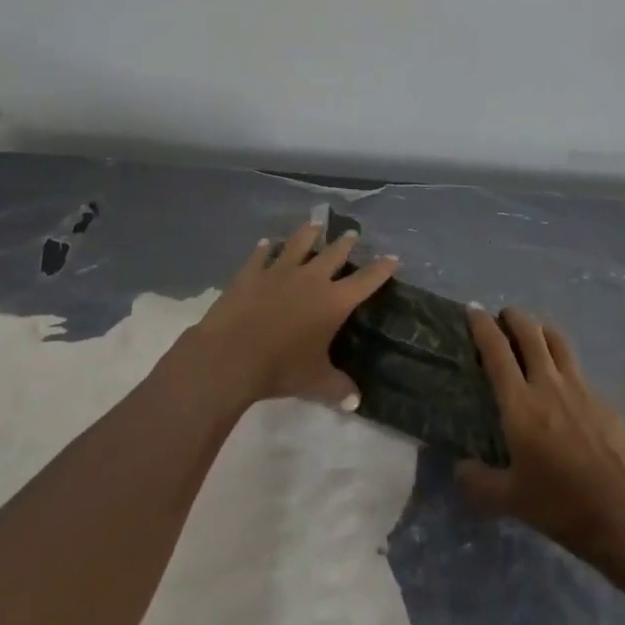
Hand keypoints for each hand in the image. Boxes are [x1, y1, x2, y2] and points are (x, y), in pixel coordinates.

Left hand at [187, 220, 397, 408]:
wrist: (232, 355)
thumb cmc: (280, 368)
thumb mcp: (314, 382)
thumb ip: (337, 387)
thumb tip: (356, 401)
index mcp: (333, 301)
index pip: (366, 281)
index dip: (381, 268)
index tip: (393, 257)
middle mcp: (311, 279)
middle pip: (334, 254)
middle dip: (345, 243)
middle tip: (352, 233)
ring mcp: (279, 271)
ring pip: (298, 244)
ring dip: (308, 233)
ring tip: (315, 223)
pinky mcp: (251, 273)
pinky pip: (260, 255)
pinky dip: (264, 248)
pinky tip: (265, 243)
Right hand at [458, 307, 624, 571]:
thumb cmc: (561, 505)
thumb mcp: (511, 500)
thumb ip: (479, 482)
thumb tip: (460, 469)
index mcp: (520, 403)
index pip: (497, 351)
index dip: (482, 326)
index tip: (473, 310)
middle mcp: (549, 385)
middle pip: (530, 333)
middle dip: (514, 317)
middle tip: (503, 317)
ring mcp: (581, 389)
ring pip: (559, 342)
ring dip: (542, 330)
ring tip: (534, 333)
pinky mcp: (605, 402)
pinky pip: (579, 371)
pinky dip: (566, 365)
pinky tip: (566, 385)